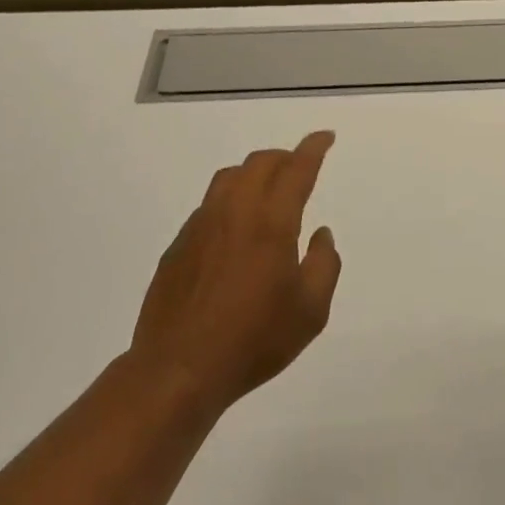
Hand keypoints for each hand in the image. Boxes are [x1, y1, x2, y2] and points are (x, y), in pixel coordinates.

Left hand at [130, 132, 342, 414]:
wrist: (179, 367)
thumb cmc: (255, 339)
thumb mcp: (311, 310)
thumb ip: (324, 264)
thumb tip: (320, 234)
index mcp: (271, 222)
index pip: (296, 169)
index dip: (313, 148)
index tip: (325, 136)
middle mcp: (234, 212)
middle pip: (259, 164)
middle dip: (284, 157)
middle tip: (300, 167)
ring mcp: (200, 226)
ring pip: (228, 178)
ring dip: (254, 173)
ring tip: (268, 192)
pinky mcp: (178, 245)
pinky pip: (209, 206)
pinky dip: (230, 201)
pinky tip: (235, 230)